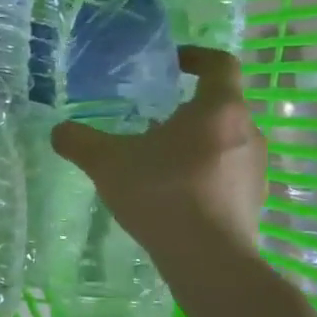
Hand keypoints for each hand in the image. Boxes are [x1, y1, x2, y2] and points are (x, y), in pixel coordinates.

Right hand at [50, 47, 265, 262]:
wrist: (209, 260)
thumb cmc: (162, 194)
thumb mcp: (107, 163)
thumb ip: (80, 141)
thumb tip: (59, 130)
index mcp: (218, 109)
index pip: (220, 64)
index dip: (197, 57)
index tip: (173, 62)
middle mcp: (247, 131)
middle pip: (220, 106)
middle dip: (187, 109)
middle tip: (152, 120)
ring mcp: (256, 168)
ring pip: (224, 141)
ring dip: (195, 143)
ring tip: (159, 161)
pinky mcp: (254, 200)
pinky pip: (227, 173)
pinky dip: (203, 174)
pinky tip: (174, 194)